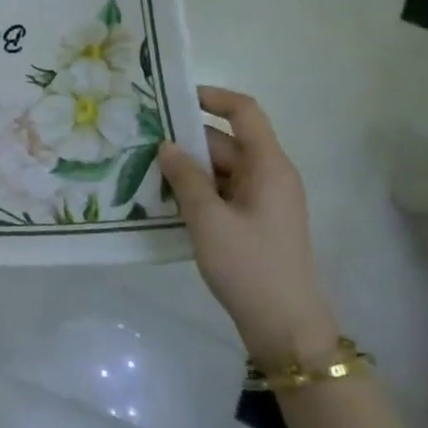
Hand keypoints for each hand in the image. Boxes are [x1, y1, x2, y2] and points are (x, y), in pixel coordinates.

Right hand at [158, 88, 338, 365]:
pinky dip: (196, 192)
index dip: (213, 97)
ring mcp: (263, 202)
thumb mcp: (209, 220)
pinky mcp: (254, 224)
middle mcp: (269, 176)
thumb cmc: (250, 267)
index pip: (245, 112)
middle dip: (186, 141)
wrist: (286, 330)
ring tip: (145, 171)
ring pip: (220, 170)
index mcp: (269, 166)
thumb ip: (185, 178)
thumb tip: (166, 146)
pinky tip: (164, 201)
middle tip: (142, 142)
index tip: (174, 97)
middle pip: (226, 142)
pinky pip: (222, 194)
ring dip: (187, 170)